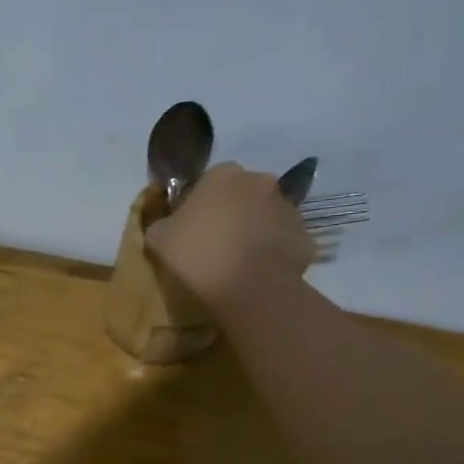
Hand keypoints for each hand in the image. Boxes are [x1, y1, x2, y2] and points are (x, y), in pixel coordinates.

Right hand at [145, 161, 316, 312]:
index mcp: (223, 174)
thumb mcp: (158, 238)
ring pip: (263, 216)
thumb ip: (161, 223)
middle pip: (240, 195)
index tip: (189, 230)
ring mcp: (288, 208)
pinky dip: (270, 252)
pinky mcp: (304, 236)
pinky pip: (281, 241)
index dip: (197, 205)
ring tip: (236, 262)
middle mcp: (260, 181)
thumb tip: (167, 224)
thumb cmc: (197, 254)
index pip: (206, 182)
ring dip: (252, 231)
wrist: (249, 288)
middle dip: (230, 213)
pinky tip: (256, 273)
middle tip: (213, 245)